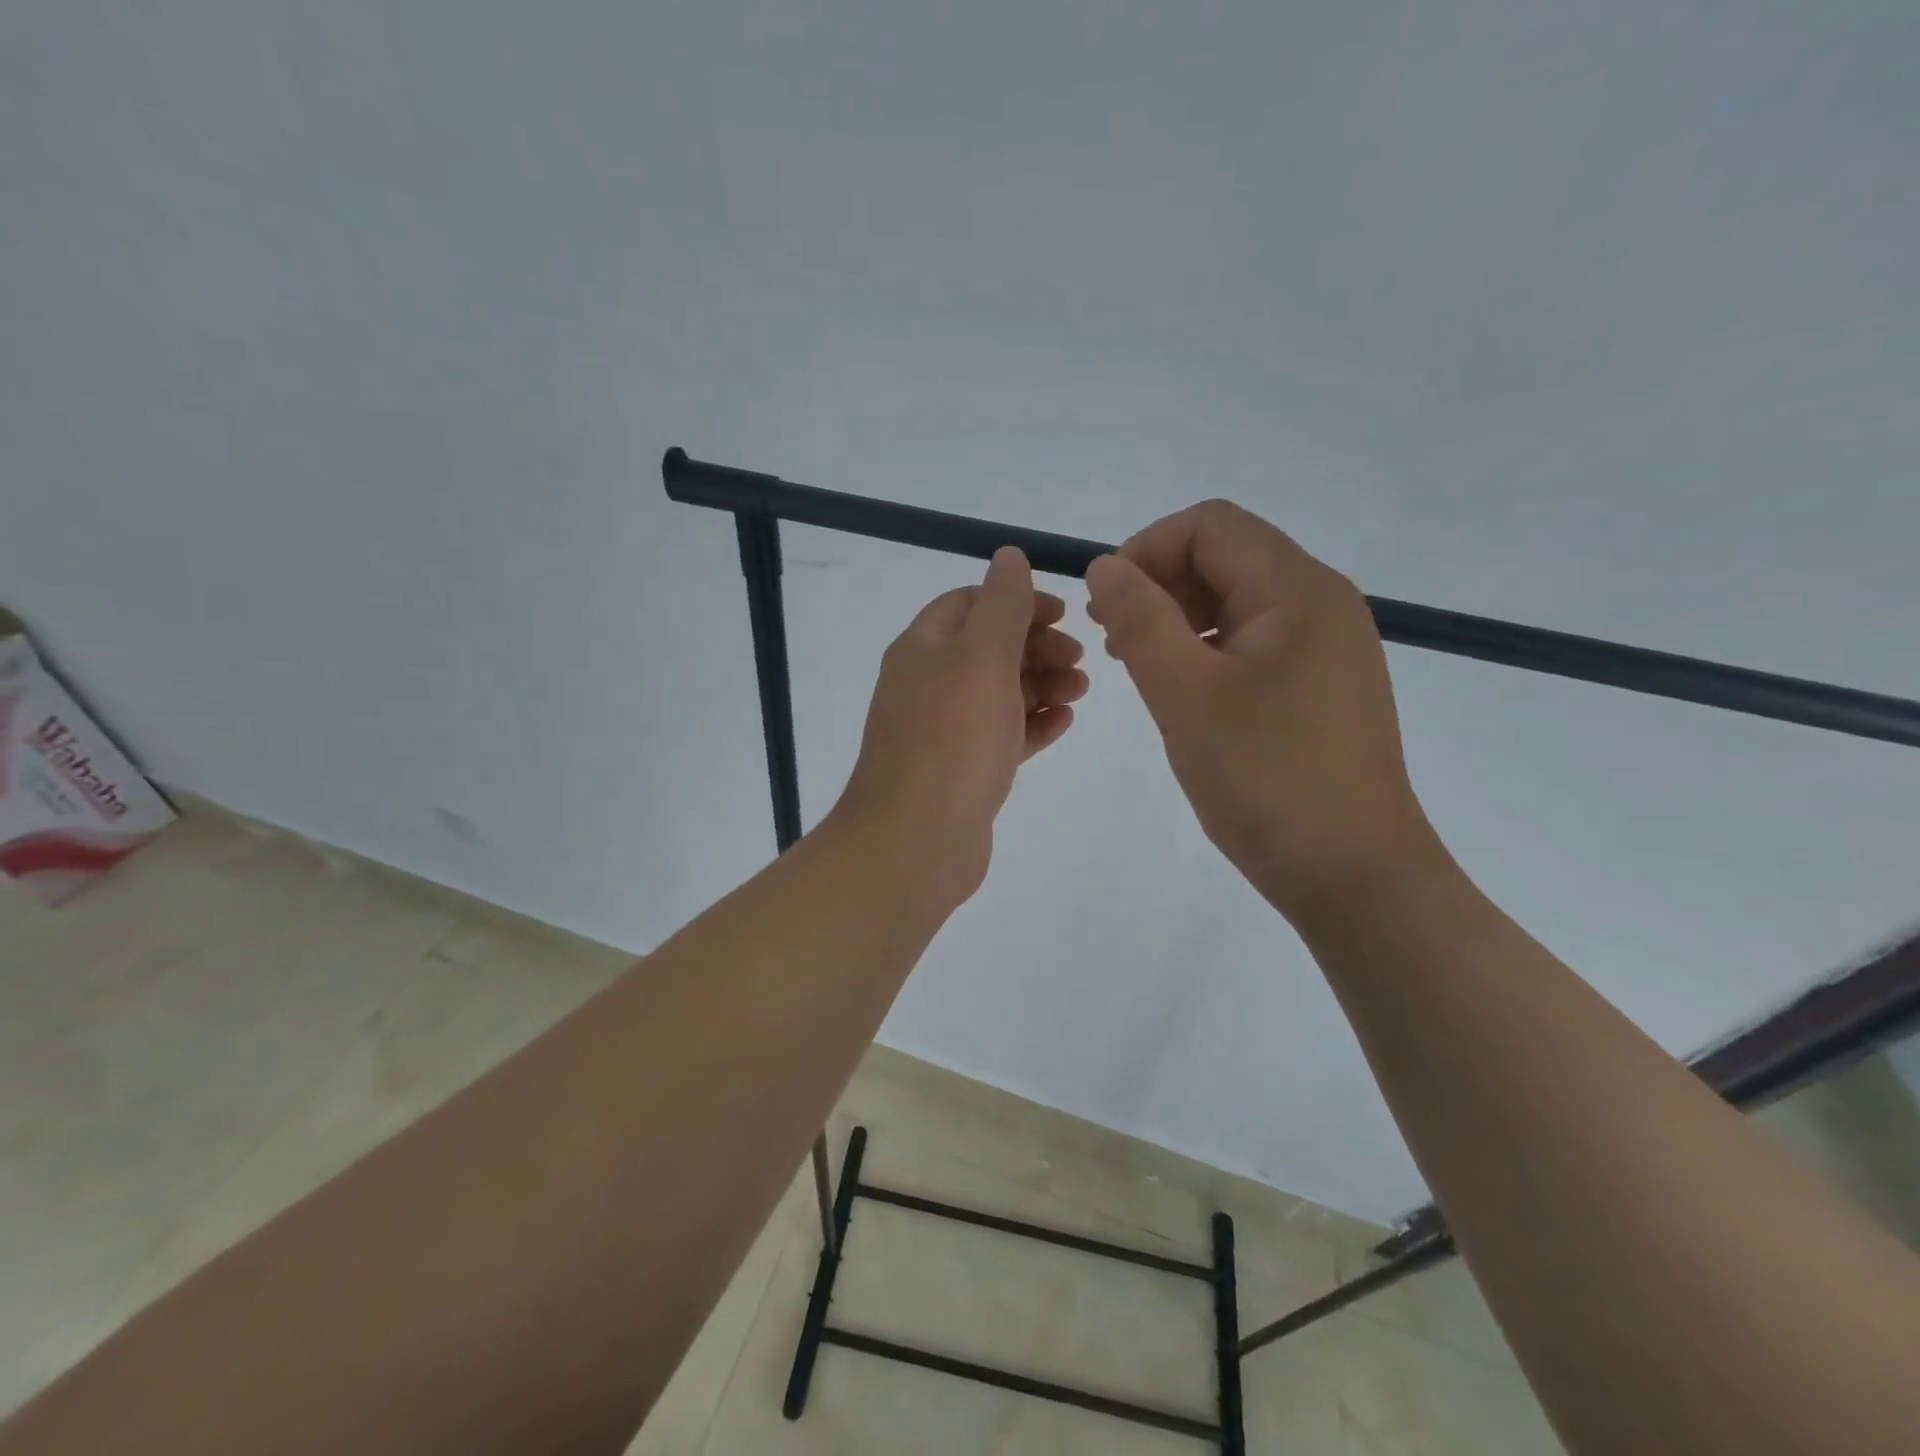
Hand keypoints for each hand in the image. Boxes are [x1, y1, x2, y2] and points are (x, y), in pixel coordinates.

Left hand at [832, 547, 1086, 908]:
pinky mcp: (960, 771)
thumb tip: (1008, 554)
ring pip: (998, 693)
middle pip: (988, 648)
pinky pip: (1001, 736)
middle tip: (1080, 660)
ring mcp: (942, 731)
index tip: (1063, 615)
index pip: (970, 604)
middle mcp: (927, 684)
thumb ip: (1002, 604)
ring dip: (1041, 684)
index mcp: (923, 648)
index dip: (1017, 602)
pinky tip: (1063, 725)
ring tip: (1080, 692)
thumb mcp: (983, 657)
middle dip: (1037, 646)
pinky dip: (1031, 725)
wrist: (916, 841)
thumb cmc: (953, 740)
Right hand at [1085, 501, 1440, 925]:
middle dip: (1161, 582)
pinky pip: (1259, 639)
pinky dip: (1211, 646)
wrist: (1353, 872)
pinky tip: (1187, 691)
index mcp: (1297, 590)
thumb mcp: (1185, 694)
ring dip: (1182, 615)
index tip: (1106, 603)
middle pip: (1228, 555)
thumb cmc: (1265, 778)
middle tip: (1116, 639)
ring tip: (1142, 665)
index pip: (1211, 525)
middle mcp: (1323, 602)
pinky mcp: (1326, 684)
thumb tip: (1105, 566)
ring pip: (1241, 598)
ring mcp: (1330, 645)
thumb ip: (1140, 619)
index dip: (1147, 549)